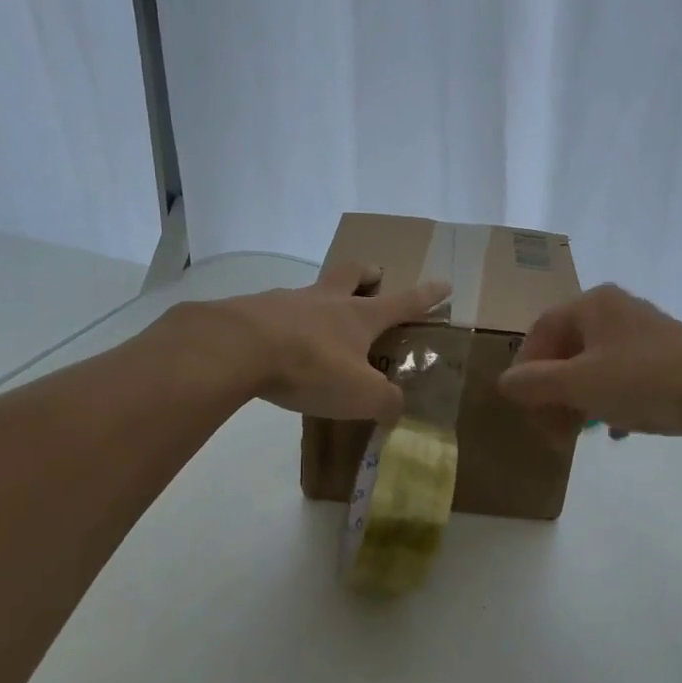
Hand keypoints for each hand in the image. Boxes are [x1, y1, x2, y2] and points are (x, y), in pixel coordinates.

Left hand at [204, 263, 449, 423]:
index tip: (444, 282)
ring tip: (320, 326)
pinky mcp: (254, 311)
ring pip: (314, 290)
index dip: (426, 295)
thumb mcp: (360, 394)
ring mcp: (288, 301)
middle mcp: (327, 300)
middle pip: (352, 273)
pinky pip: (277, 311)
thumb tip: (395, 409)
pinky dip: (285, 322)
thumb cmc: (310, 366)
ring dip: (323, 300)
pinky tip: (279, 344)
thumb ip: (385, 402)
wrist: (237, 348)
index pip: (404, 302)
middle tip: (374, 280)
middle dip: (368, 274)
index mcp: (359, 316)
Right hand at [498, 284, 681, 451]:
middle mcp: (618, 311)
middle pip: (568, 351)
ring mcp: (647, 336)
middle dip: (552, 393)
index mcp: (593, 304)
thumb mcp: (579, 384)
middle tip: (550, 432)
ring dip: (578, 402)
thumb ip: (535, 383)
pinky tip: (614, 431)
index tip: (523, 406)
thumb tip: (505, 383)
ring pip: (596, 368)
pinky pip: (625, 380)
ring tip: (576, 437)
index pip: (541, 330)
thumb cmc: (643, 381)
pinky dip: (610, 403)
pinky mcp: (670, 361)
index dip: (525, 369)